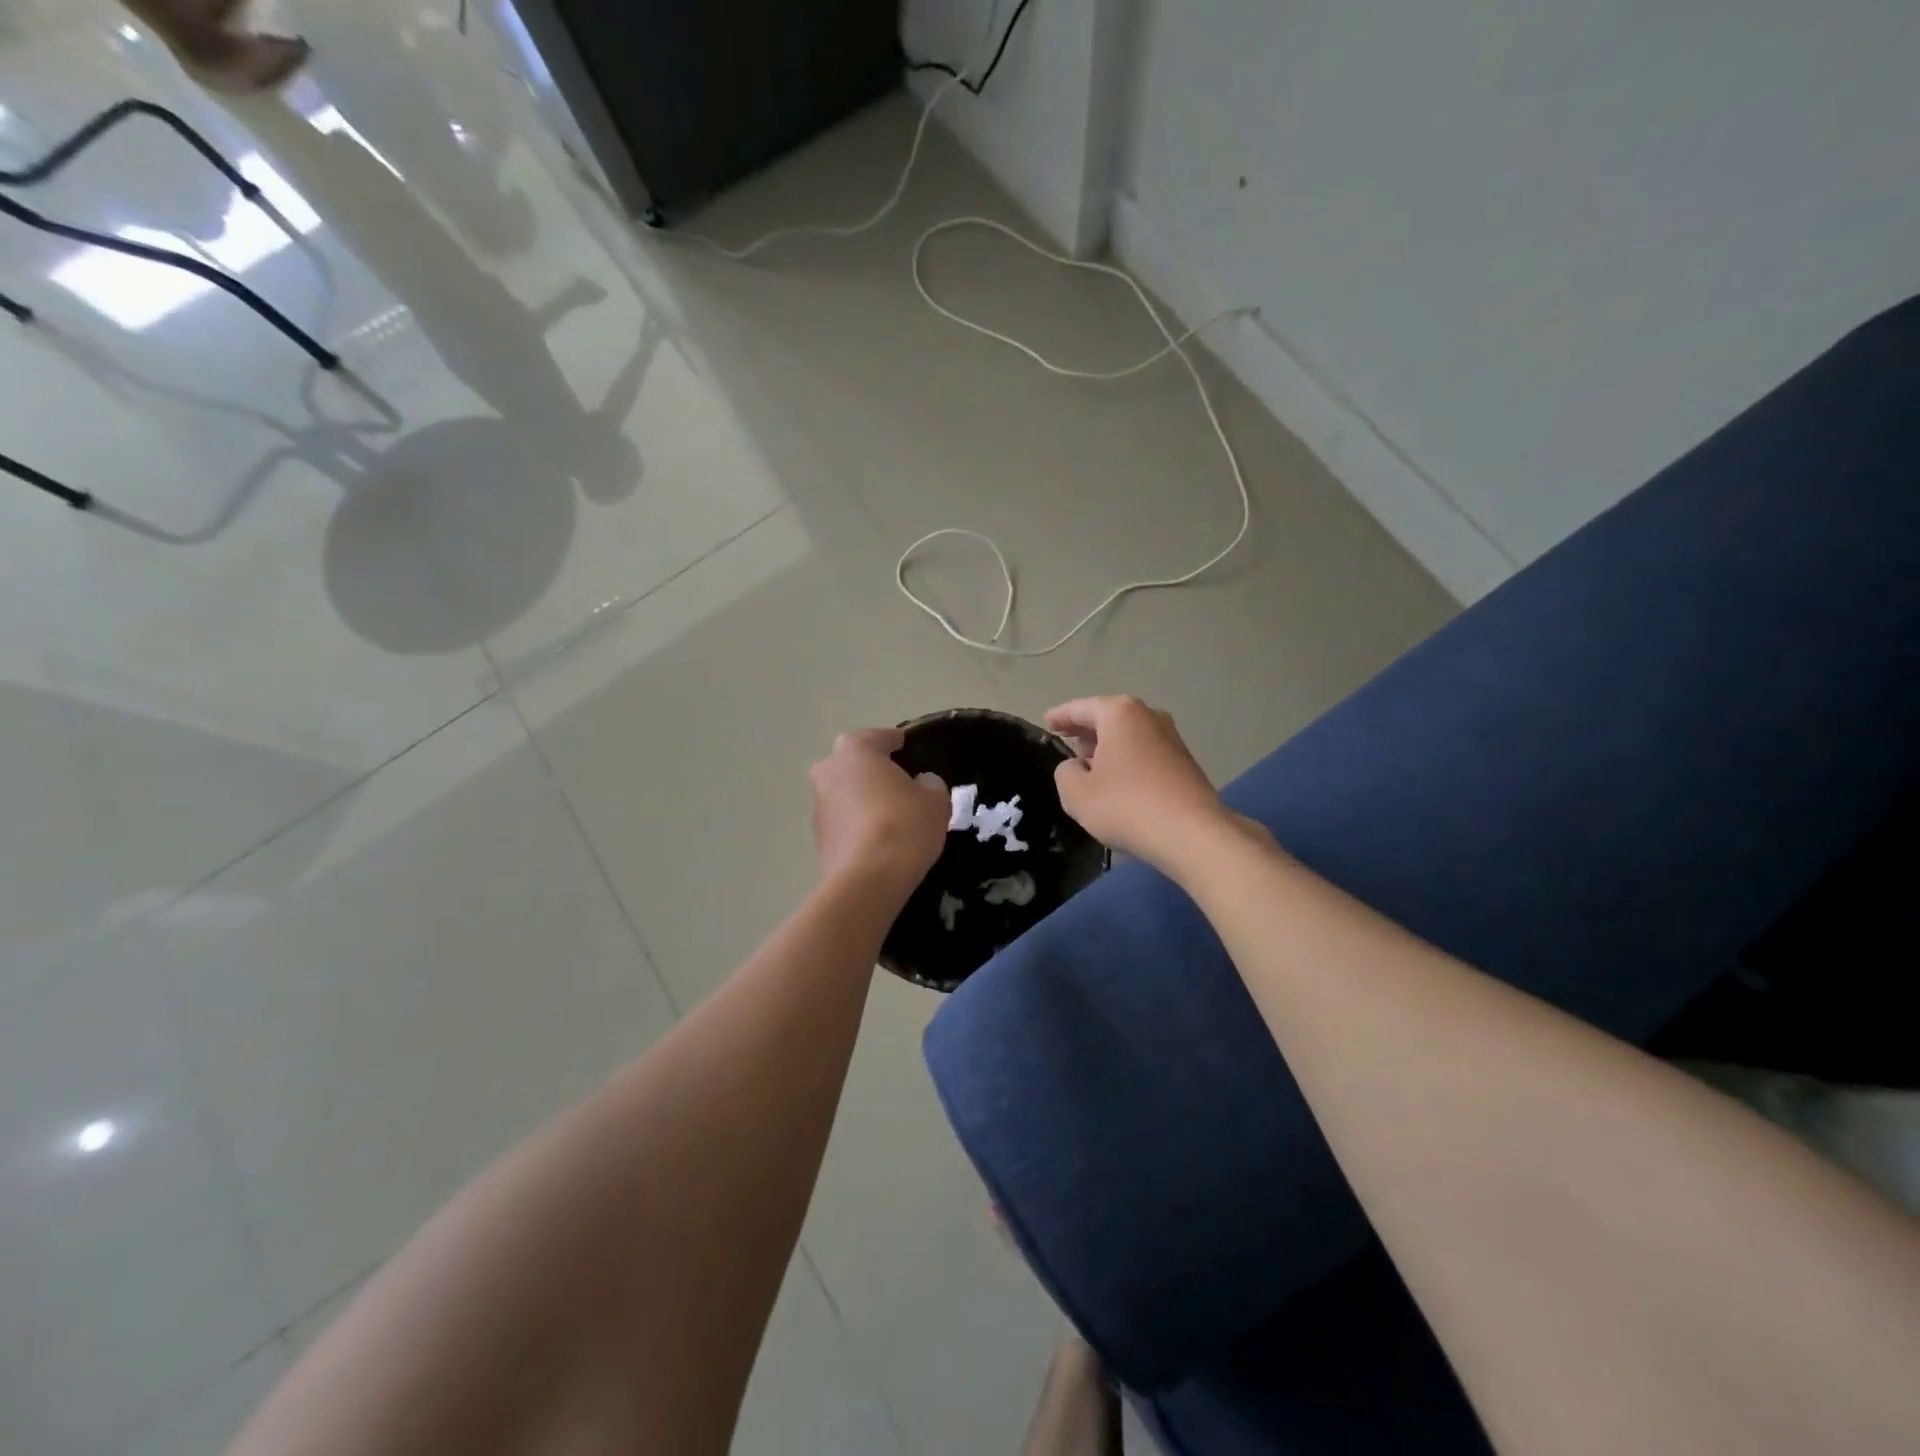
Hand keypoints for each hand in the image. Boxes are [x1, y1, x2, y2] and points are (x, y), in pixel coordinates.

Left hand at [809, 728, 949, 890]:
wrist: (869, 880)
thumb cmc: (904, 825)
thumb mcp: (935, 799)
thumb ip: (929, 784)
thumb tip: (921, 784)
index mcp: (854, 750)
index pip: (880, 737)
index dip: (898, 743)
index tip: (911, 749)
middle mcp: (828, 771)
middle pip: (856, 765)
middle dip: (875, 773)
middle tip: (902, 786)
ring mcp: (818, 807)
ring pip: (846, 795)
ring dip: (864, 801)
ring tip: (893, 818)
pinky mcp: (818, 840)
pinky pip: (844, 824)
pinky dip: (859, 827)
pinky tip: (880, 841)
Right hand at [1046, 696, 1232, 871]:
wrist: (1193, 834)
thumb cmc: (1127, 806)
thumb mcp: (1077, 793)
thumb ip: (1065, 773)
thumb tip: (1077, 767)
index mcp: (1119, 713)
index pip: (1080, 708)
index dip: (1060, 716)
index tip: (1046, 722)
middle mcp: (1148, 716)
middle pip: (1108, 717)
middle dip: (1085, 730)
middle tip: (1065, 741)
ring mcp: (1171, 737)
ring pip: (1128, 735)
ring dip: (1107, 747)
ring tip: (1088, 764)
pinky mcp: (1184, 761)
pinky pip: (1144, 752)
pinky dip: (1127, 760)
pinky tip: (1118, 782)